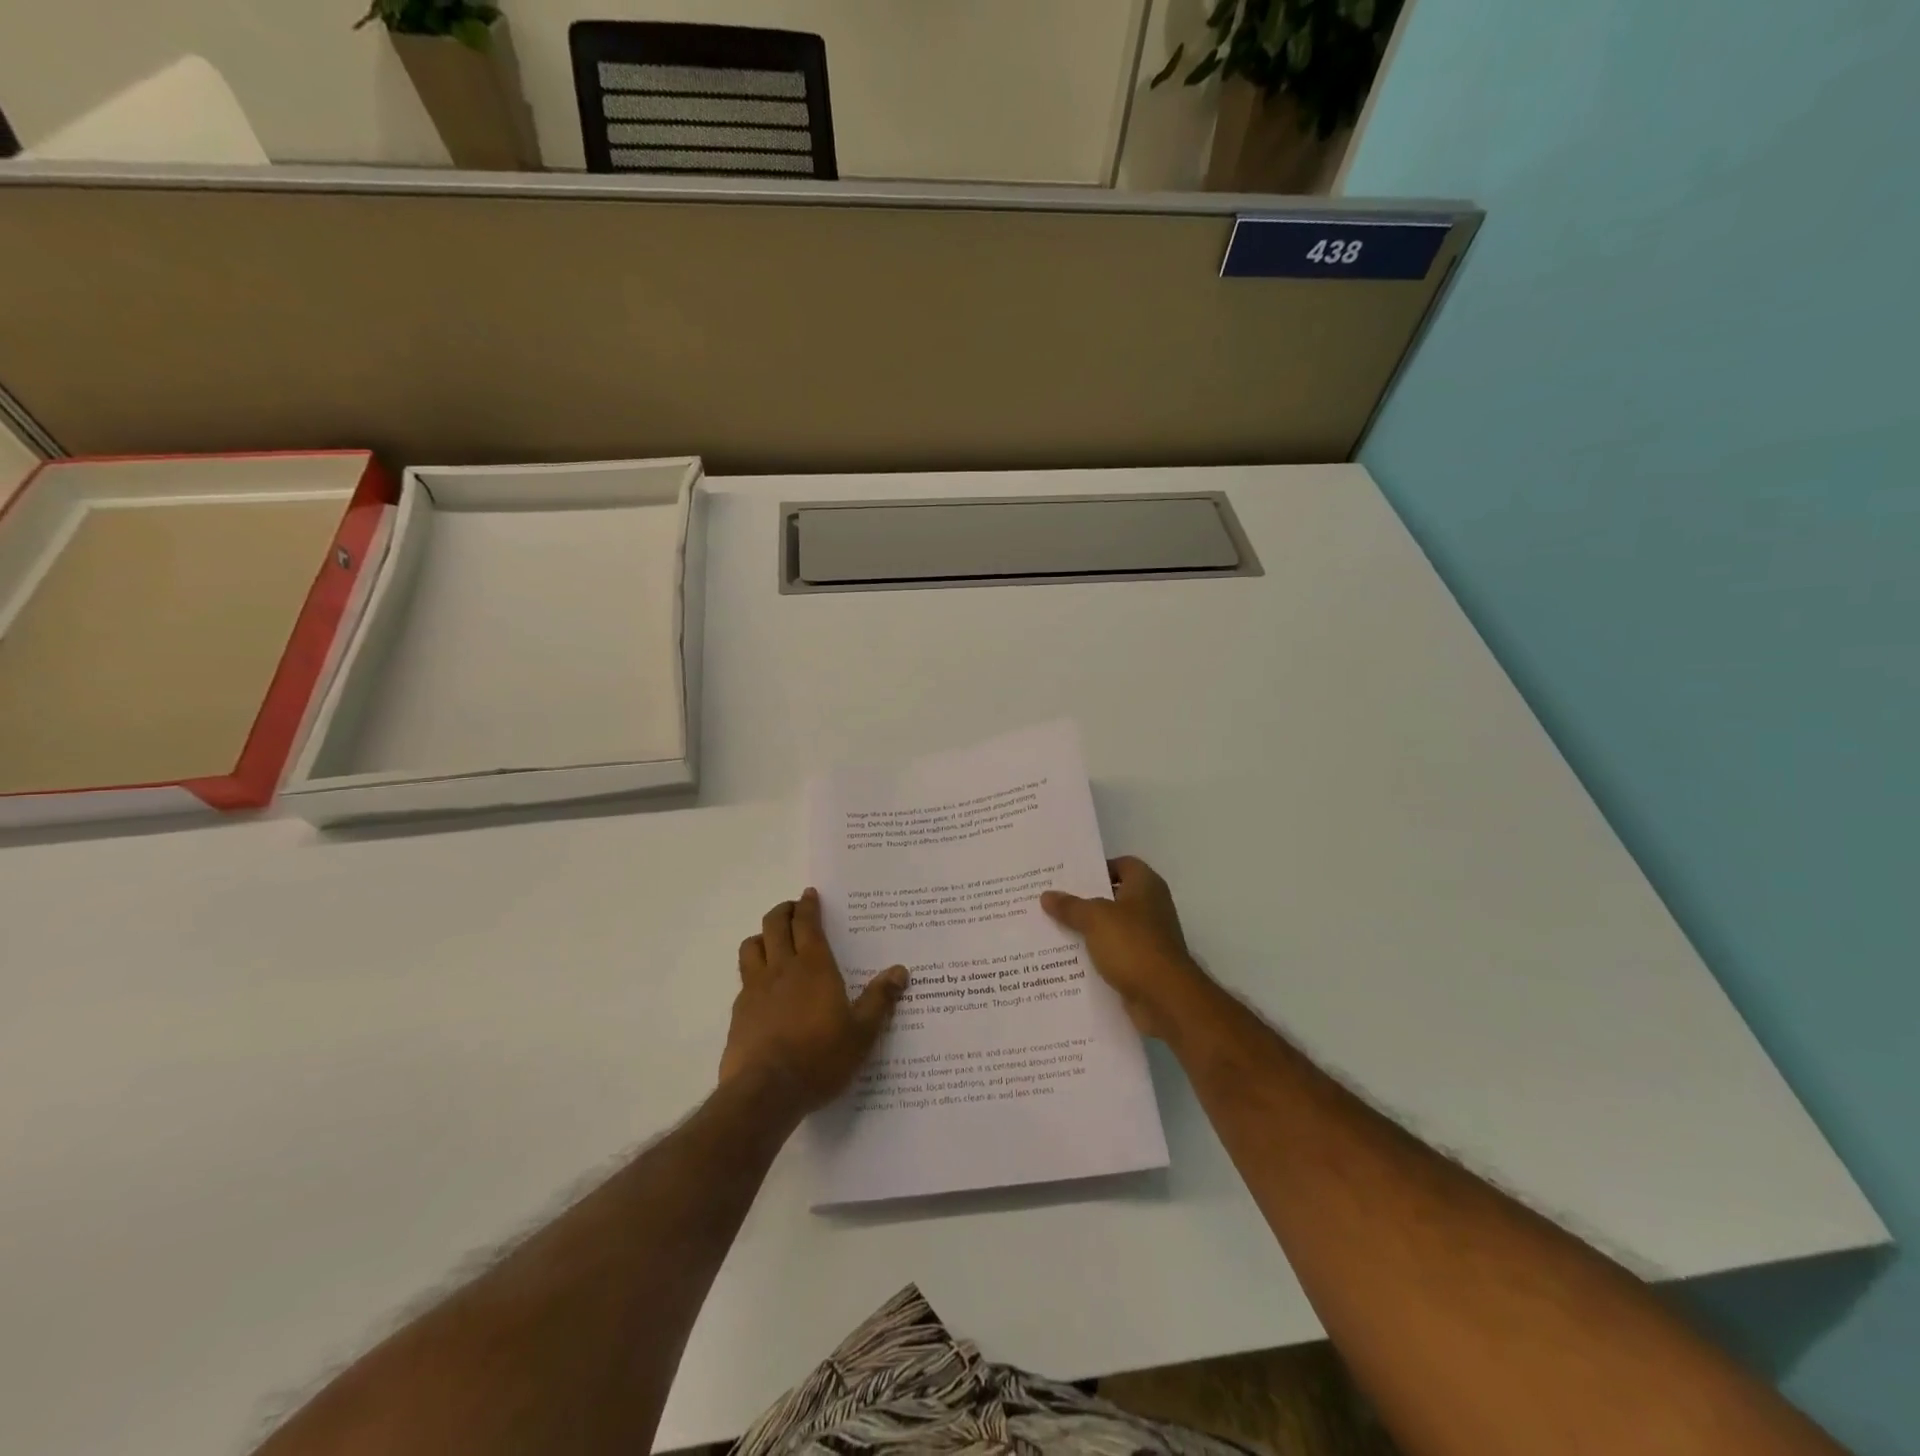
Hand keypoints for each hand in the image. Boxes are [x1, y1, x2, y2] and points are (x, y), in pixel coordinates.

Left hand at [720, 889, 908, 1113]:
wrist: (765, 1092)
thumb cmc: (820, 1057)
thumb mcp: (861, 1033)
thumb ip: (880, 1000)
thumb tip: (901, 971)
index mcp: (814, 966)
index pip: (807, 923)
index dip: (808, 905)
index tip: (809, 894)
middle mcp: (781, 968)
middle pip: (774, 925)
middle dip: (784, 911)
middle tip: (793, 910)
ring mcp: (755, 989)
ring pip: (751, 946)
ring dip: (762, 936)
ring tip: (773, 942)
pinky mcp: (739, 1012)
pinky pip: (744, 978)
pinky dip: (753, 971)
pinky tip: (762, 987)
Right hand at [1041, 856, 1214, 1040]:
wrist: (1165, 998)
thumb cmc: (1133, 945)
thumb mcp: (1095, 919)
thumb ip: (1070, 906)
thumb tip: (1047, 895)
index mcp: (1146, 886)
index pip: (1122, 864)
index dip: (1097, 868)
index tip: (1069, 876)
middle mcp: (1151, 907)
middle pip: (1114, 896)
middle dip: (1085, 899)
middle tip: (1053, 900)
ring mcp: (1149, 938)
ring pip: (1112, 927)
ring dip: (1088, 930)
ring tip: (1053, 928)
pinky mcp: (1143, 965)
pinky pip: (1114, 953)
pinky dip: (1096, 955)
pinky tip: (1069, 958)